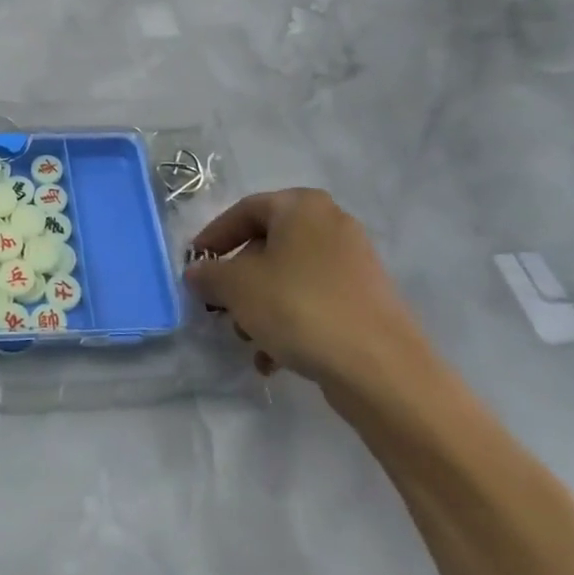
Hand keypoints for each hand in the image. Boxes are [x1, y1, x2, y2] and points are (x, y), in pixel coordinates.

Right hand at [183, 188, 427, 390]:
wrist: (380, 368)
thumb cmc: (298, 307)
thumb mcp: (237, 287)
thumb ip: (209, 274)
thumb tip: (197, 271)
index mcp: (302, 206)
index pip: (245, 211)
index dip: (213, 237)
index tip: (193, 265)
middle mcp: (331, 224)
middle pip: (267, 246)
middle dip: (238, 279)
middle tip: (218, 306)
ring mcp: (353, 264)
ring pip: (289, 277)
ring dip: (260, 306)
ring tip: (246, 340)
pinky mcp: (366, 301)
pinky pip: (313, 301)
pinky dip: (289, 323)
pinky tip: (273, 359)